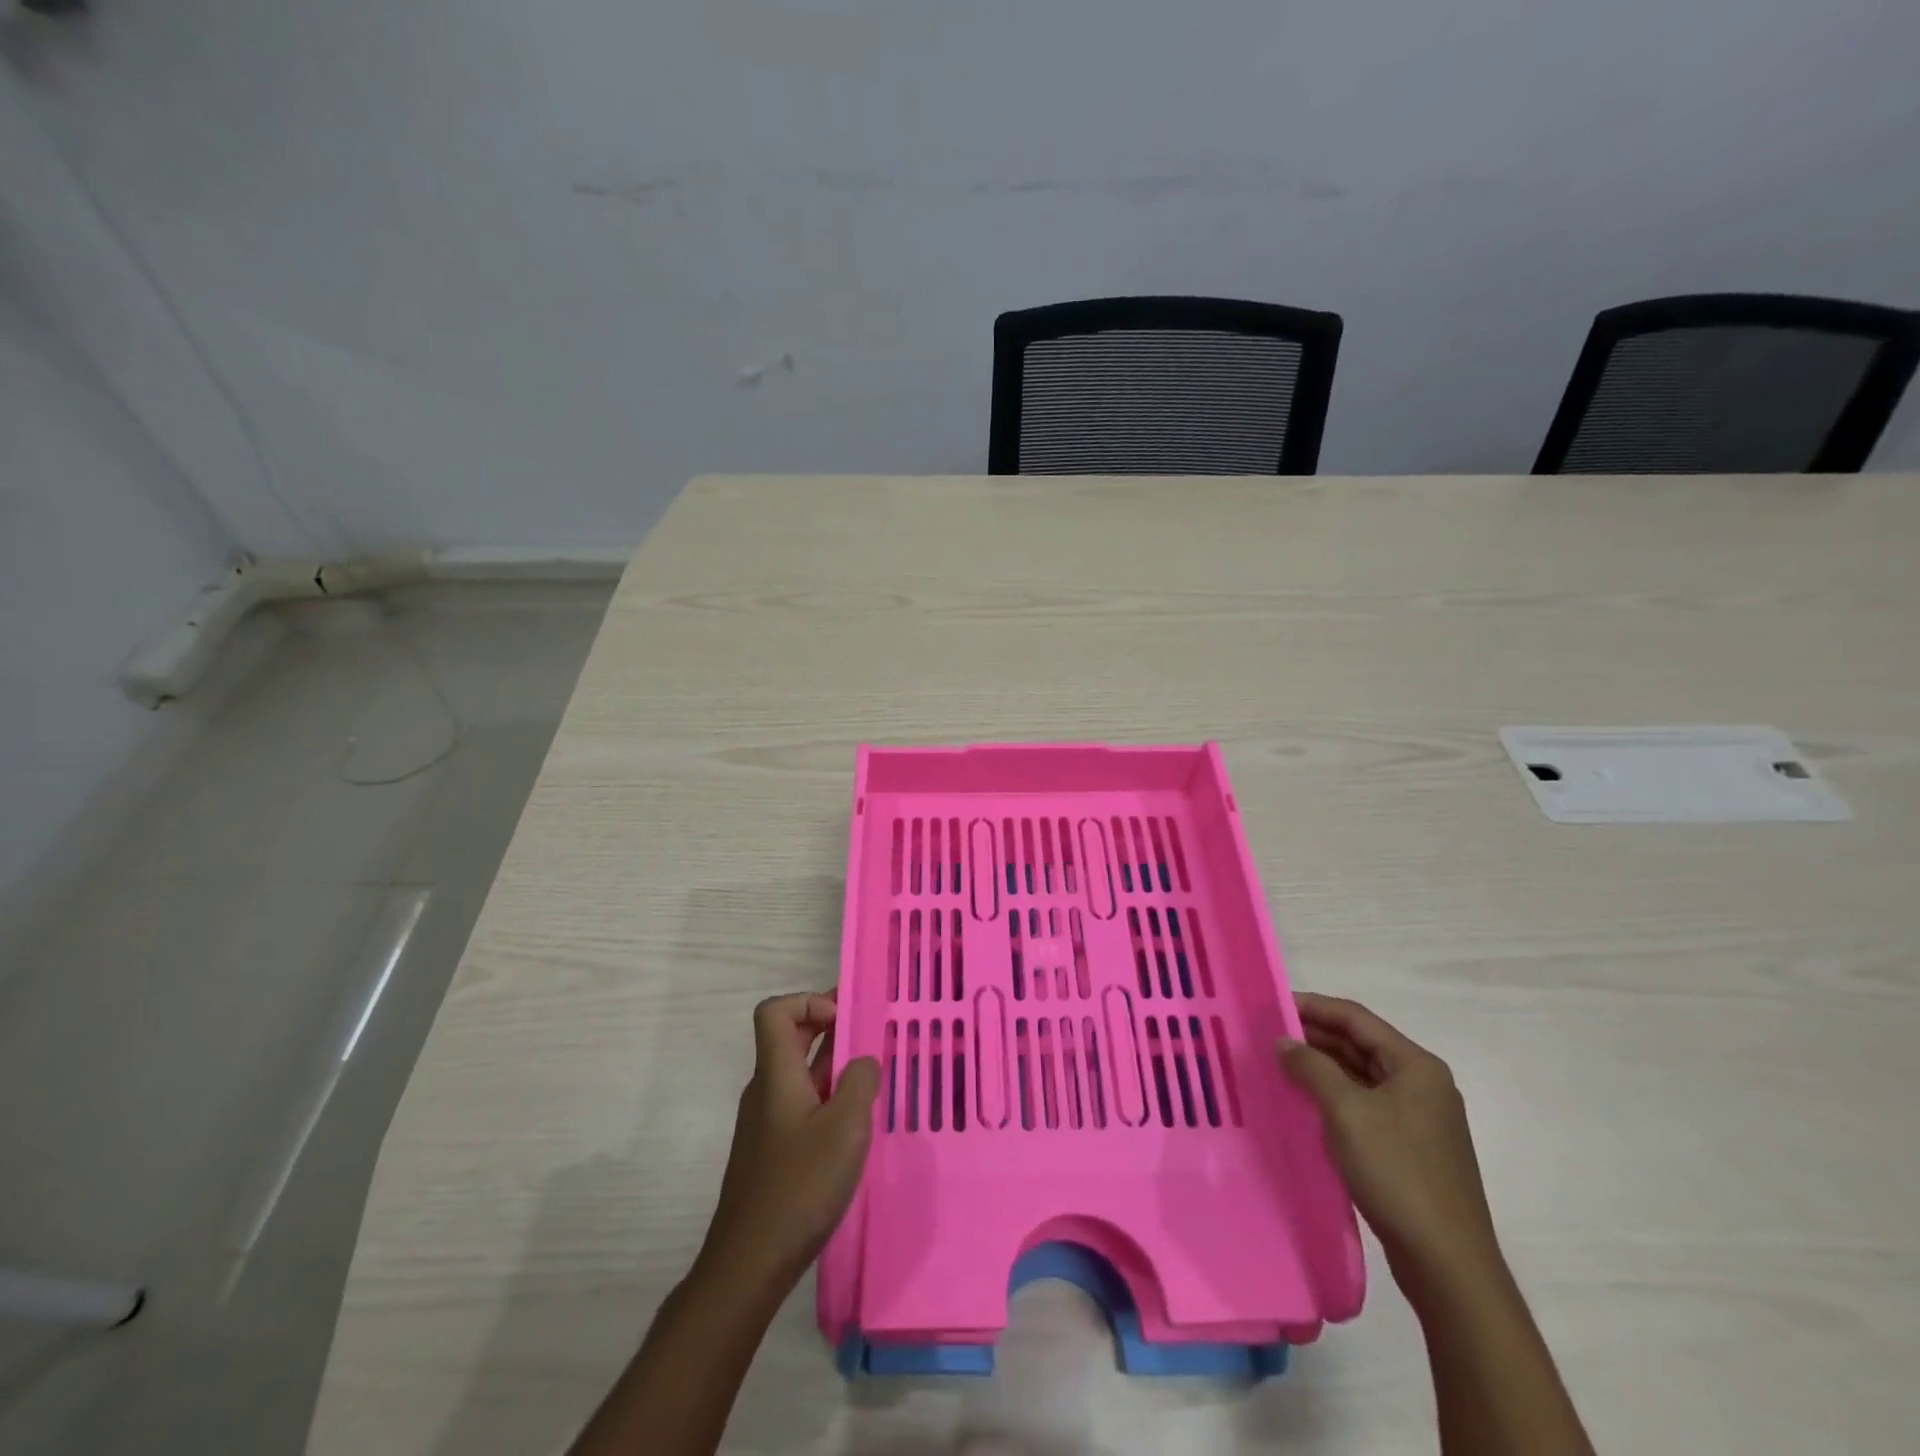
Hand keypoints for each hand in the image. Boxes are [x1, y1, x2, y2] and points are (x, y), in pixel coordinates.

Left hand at [697, 993, 880, 1293]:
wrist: (749, 1264)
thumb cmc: (799, 1186)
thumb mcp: (846, 1127)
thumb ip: (860, 1082)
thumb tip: (863, 1061)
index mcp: (776, 1074)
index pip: (775, 1011)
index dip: (808, 1001)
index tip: (845, 1021)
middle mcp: (766, 1090)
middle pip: (790, 1037)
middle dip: (829, 1026)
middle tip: (871, 1032)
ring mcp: (766, 1122)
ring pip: (799, 1073)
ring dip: (833, 1064)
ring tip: (873, 1076)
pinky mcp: (772, 1151)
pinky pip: (801, 1103)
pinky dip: (827, 1096)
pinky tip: (854, 1123)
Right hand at [1278, 994, 1500, 1286]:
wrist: (1447, 1263)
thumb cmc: (1397, 1173)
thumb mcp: (1346, 1111)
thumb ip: (1311, 1068)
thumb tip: (1283, 1042)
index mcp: (1416, 1066)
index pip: (1355, 1018)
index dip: (1312, 1006)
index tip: (1271, 1005)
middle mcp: (1421, 1084)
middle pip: (1359, 1044)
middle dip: (1313, 1037)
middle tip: (1266, 1035)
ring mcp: (1418, 1119)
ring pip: (1360, 1076)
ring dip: (1320, 1067)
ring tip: (1277, 1064)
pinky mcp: (1409, 1148)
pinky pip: (1363, 1105)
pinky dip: (1333, 1097)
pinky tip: (1303, 1103)